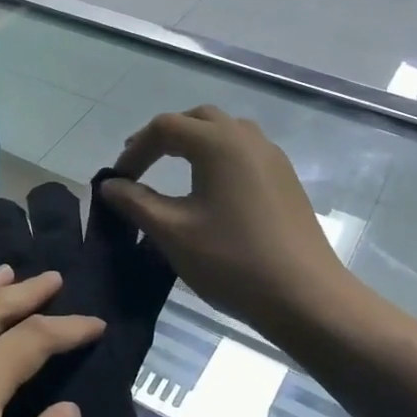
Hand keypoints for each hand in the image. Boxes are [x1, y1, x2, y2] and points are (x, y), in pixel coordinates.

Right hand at [100, 106, 356, 333]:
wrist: (306, 298)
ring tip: (172, 171)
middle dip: (163, 137)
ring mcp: (272, 158)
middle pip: (197, 119)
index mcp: (219, 144)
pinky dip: (217, 157)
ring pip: (224, 131)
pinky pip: (244, 151)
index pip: (165, 128)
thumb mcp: (172, 232)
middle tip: (140, 165)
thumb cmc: (232, 261)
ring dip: (193, 142)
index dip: (135, 150)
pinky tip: (209, 190)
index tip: (117, 180)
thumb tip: (110, 185)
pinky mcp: (285, 180)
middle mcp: (247, 139)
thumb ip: (136, 202)